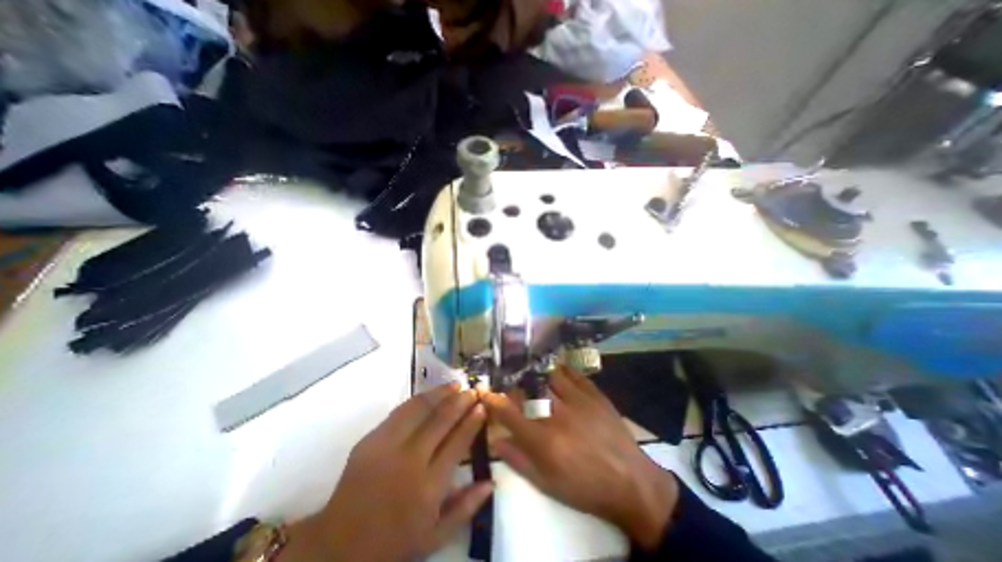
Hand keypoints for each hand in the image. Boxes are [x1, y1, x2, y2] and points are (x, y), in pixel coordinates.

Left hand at [282, 385, 491, 561]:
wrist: (338, 545)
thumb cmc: (393, 542)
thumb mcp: (434, 537)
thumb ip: (465, 508)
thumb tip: (491, 482)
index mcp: (429, 486)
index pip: (457, 442)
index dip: (472, 421)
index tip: (482, 407)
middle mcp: (411, 460)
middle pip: (442, 420)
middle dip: (461, 401)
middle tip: (473, 390)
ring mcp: (388, 446)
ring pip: (420, 409)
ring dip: (441, 393)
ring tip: (455, 384)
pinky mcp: (371, 439)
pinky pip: (400, 411)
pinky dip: (419, 399)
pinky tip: (430, 393)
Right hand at [481, 370, 675, 547]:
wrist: (631, 483)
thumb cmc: (585, 488)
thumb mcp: (548, 484)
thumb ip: (519, 460)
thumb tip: (496, 440)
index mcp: (544, 439)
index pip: (509, 413)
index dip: (494, 400)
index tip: (486, 393)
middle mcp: (558, 414)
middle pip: (528, 388)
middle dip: (515, 384)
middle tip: (512, 384)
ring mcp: (578, 400)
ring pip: (549, 375)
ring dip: (538, 375)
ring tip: (533, 375)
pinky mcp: (595, 394)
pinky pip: (573, 374)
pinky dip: (561, 371)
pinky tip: (557, 372)